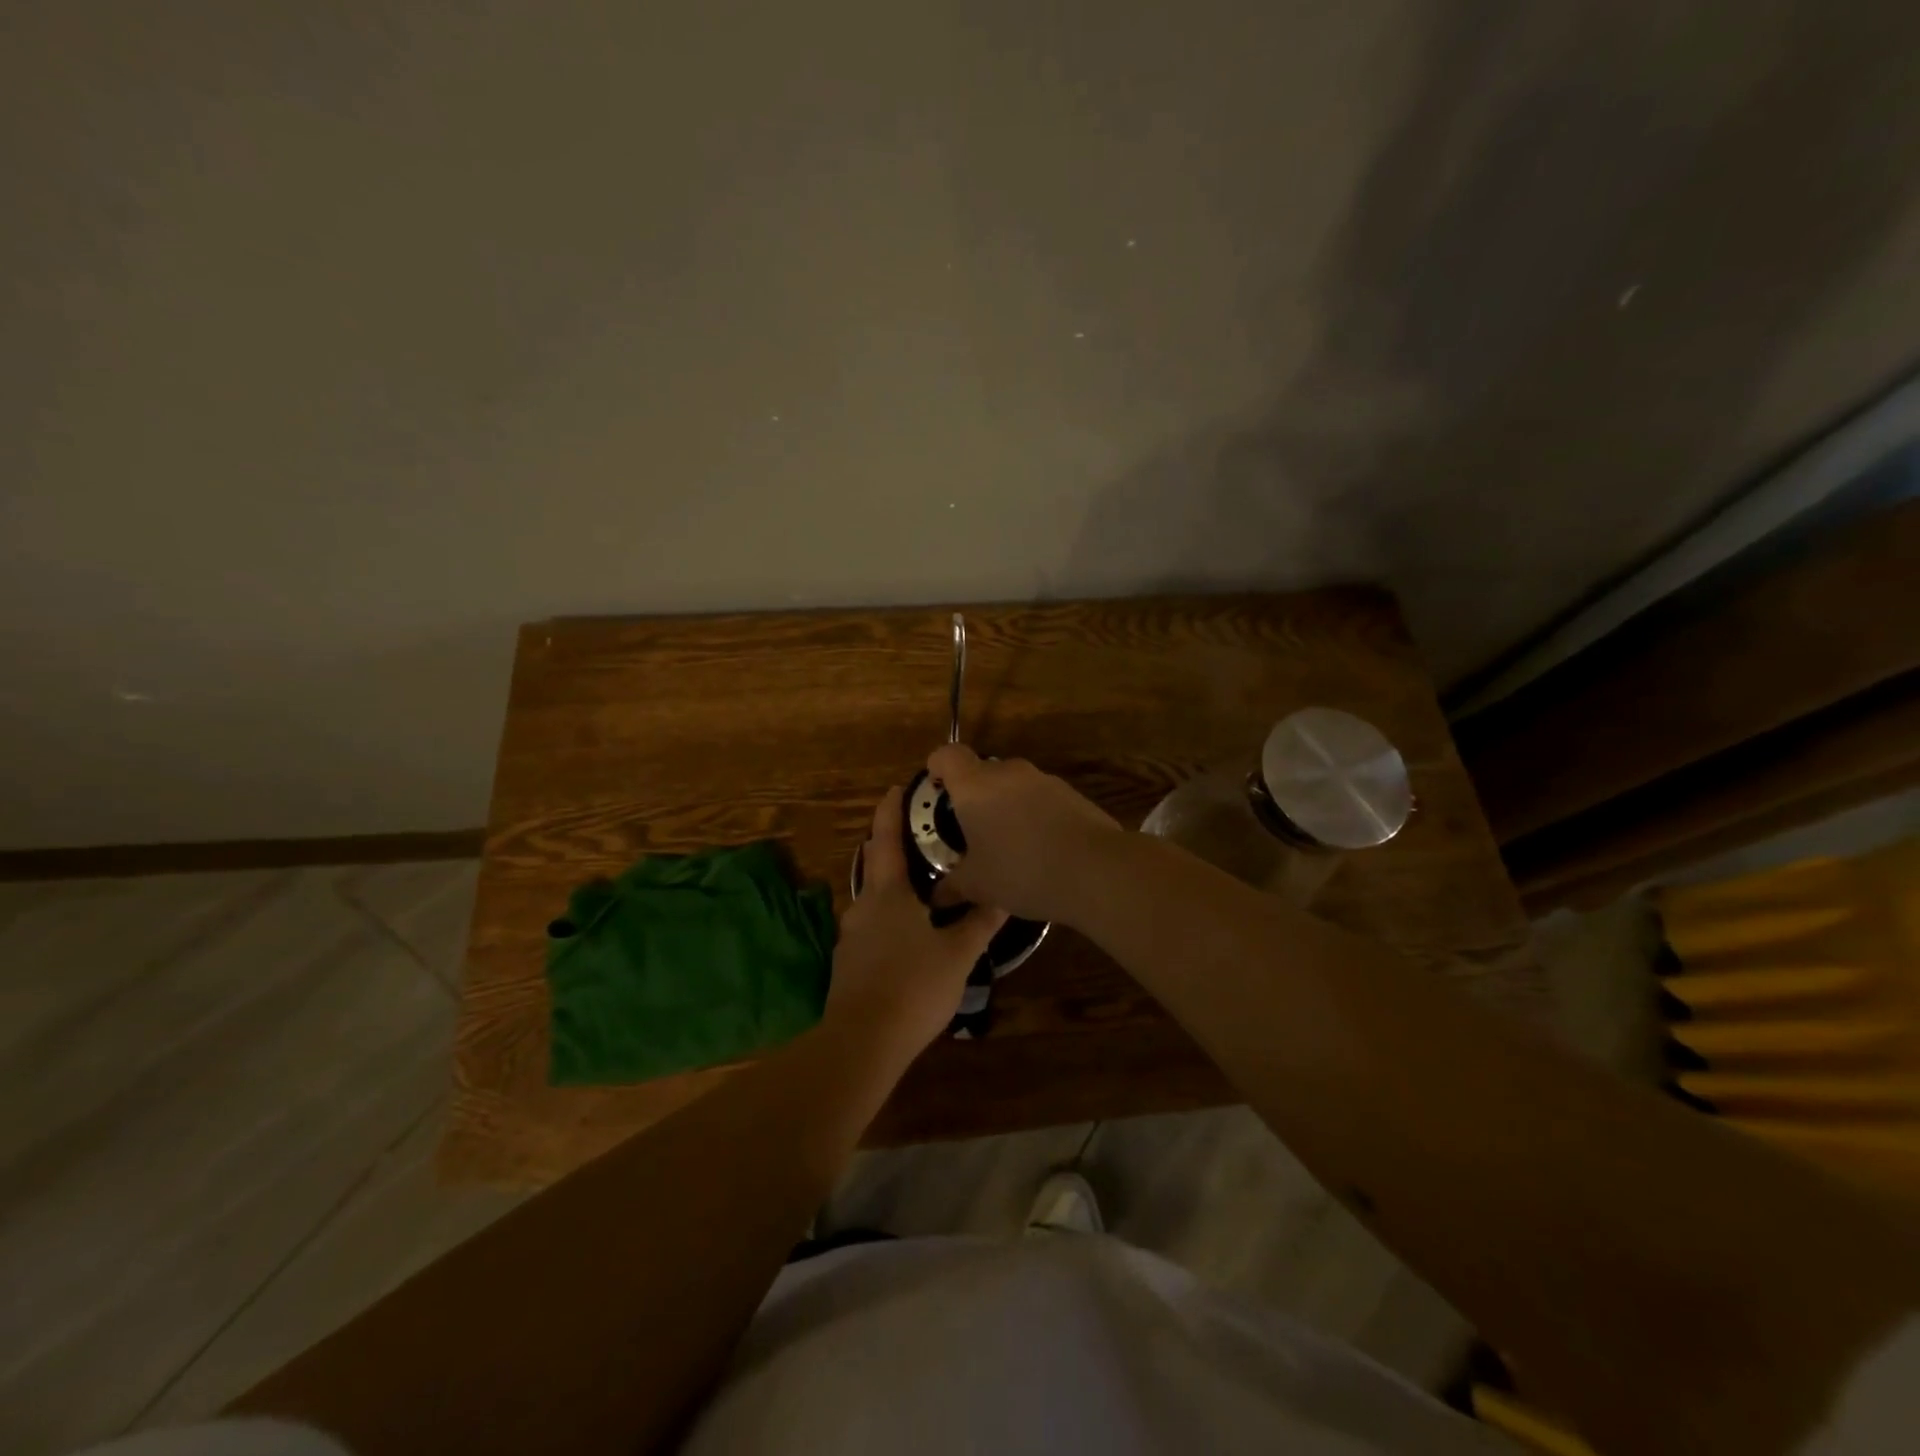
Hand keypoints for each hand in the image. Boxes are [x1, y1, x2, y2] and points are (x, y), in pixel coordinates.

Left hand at [825, 786, 1007, 1057]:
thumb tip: (1004, 895)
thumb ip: (980, 923)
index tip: (897, 788)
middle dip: (889, 846)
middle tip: (918, 837)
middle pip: (874, 865)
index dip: (890, 811)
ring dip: (891, 887)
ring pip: (872, 899)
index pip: (886, 839)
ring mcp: (851, 937)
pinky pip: (870, 928)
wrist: (862, 1042)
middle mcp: (863, 907)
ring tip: (921, 889)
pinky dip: (887, 919)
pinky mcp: (849, 964)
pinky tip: (908, 935)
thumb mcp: (957, 954)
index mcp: (887, 894)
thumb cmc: (913, 986)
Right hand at [925, 744, 1122, 923]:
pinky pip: (1042, 799)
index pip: (948, 755)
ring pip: (1014, 786)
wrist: (1095, 870)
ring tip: (1008, 845)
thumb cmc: (1021, 870)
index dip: (937, 766)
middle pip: (983, 771)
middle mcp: (1009, 773)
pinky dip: (1035, 815)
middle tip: (971, 829)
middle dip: (974, 796)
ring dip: (1007, 806)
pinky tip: (1042, 850)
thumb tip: (936, 898)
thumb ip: (952, 887)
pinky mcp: (1072, 794)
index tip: (936, 789)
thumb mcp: (978, 886)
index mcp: (975, 786)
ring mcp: (1044, 780)